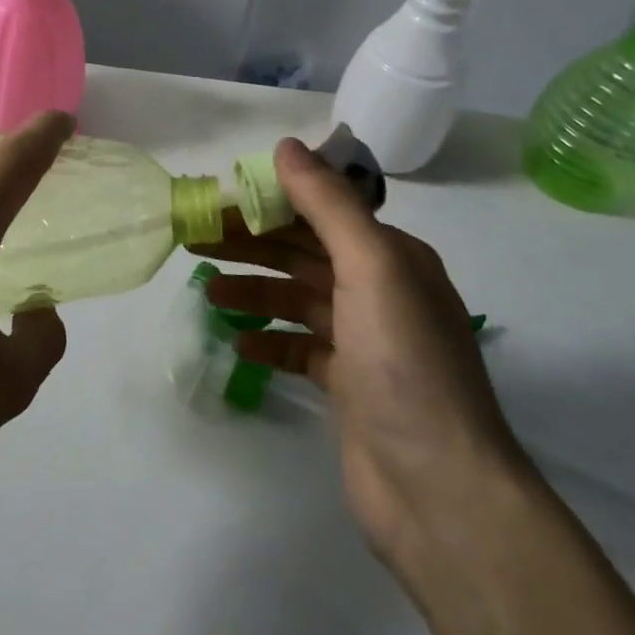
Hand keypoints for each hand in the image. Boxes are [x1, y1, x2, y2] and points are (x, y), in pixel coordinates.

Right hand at [191, 138, 528, 572]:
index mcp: (392, 256)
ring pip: (296, 298)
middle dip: (250, 242)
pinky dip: (268, 339)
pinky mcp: (348, 385)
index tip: (219, 198)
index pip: (321, 211)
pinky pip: (298, 347)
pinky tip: (237, 341)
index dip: (270, 200)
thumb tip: (287, 145)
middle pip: (303, 252)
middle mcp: (381, 290)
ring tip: (207, 289)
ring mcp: (365, 341)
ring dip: (253, 288)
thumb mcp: (371, 267)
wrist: (440, 489)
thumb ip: (328, 204)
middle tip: (194, 239)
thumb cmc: (405, 364)